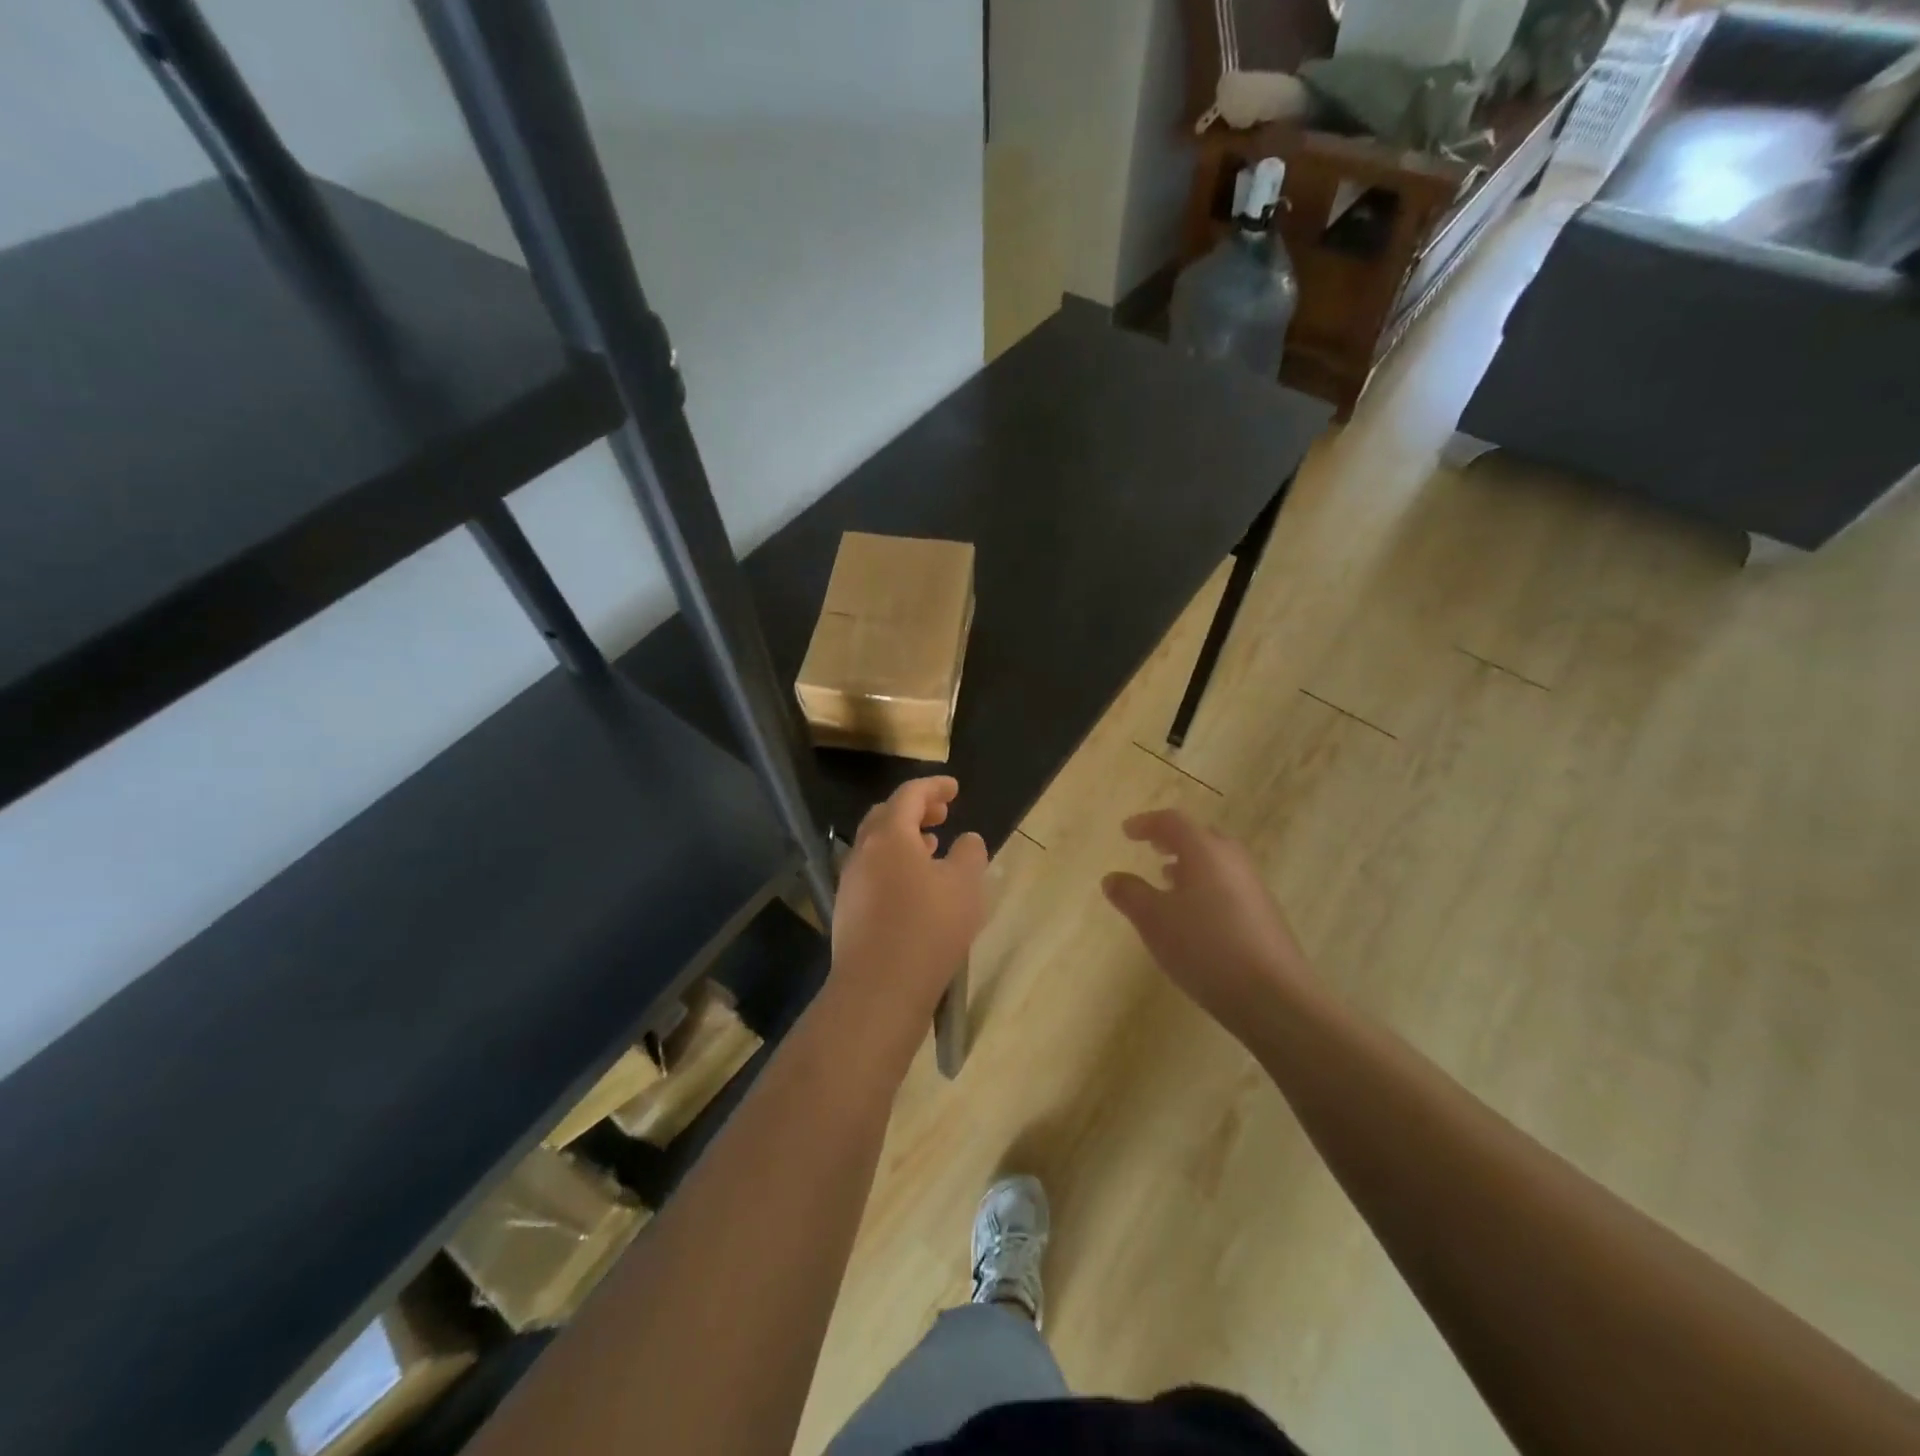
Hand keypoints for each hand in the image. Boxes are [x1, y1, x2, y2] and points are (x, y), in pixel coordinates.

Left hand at [827, 777, 988, 1056]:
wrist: (879, 988)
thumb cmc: (928, 927)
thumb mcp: (965, 885)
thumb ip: (969, 853)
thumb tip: (967, 840)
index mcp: (889, 835)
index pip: (909, 794)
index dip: (934, 786)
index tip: (954, 788)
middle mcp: (863, 852)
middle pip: (886, 817)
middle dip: (915, 810)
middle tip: (942, 814)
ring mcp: (851, 883)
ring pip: (877, 847)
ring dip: (904, 839)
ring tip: (932, 847)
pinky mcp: (849, 911)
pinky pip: (873, 874)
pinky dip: (895, 866)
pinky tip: (915, 889)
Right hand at [1102, 809, 1313, 1032]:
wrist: (1274, 998)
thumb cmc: (1205, 948)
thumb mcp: (1153, 920)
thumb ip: (1130, 894)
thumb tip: (1112, 878)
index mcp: (1205, 852)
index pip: (1173, 822)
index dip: (1147, 822)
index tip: (1126, 831)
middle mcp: (1233, 861)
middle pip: (1201, 837)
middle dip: (1174, 840)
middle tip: (1153, 848)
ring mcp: (1254, 888)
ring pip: (1217, 863)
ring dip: (1191, 865)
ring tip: (1168, 880)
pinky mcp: (1265, 916)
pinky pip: (1229, 887)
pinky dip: (1206, 887)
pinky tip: (1195, 917)